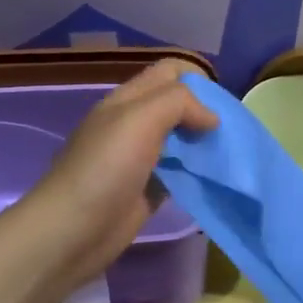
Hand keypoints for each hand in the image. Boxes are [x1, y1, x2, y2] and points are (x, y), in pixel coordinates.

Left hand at [11, 59, 219, 289]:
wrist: (72, 231)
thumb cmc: (105, 168)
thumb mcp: (141, 119)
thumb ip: (179, 103)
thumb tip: (211, 118)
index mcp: (128, 100)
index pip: (169, 71)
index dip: (197, 78)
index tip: (221, 104)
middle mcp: (134, 124)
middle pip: (177, 105)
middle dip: (205, 111)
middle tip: (230, 131)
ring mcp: (140, 159)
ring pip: (180, 139)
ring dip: (203, 142)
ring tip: (228, 154)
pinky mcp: (147, 190)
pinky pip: (179, 172)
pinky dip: (196, 171)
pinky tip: (213, 178)